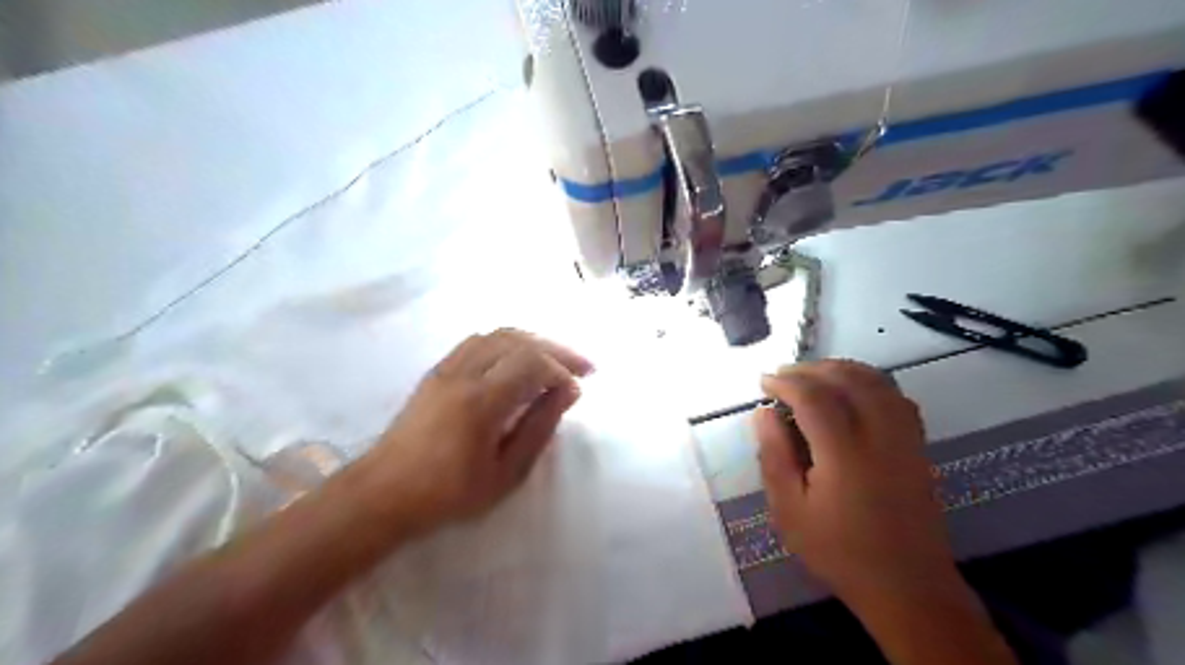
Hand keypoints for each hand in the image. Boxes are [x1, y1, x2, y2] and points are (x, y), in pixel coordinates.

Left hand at [350, 329, 590, 536]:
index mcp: (482, 402)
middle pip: (518, 340)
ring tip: (555, 359)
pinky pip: (478, 341)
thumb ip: (540, 427)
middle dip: (555, 348)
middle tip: (583, 365)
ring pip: (498, 335)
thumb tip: (568, 391)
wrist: (384, 493)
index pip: (532, 363)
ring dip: (533, 341)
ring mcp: (446, 368)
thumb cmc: (449, 493)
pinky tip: (518, 359)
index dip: (562, 370)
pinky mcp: (436, 371)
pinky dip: (507, 343)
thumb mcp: (506, 473)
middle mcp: (463, 374)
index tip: (579, 388)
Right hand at [753, 361, 956, 604]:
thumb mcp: (789, 510)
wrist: (907, 586)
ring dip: (841, 369)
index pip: (814, 397)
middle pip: (848, 379)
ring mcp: (905, 439)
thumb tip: (763, 413)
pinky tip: (852, 392)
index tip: (763, 382)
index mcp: (844, 454)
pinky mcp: (919, 446)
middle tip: (784, 377)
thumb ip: (774, 456)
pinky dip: (869, 382)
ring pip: (876, 381)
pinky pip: (896, 396)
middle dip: (812, 369)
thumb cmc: (839, 551)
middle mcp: (880, 436)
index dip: (785, 382)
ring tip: (813, 376)